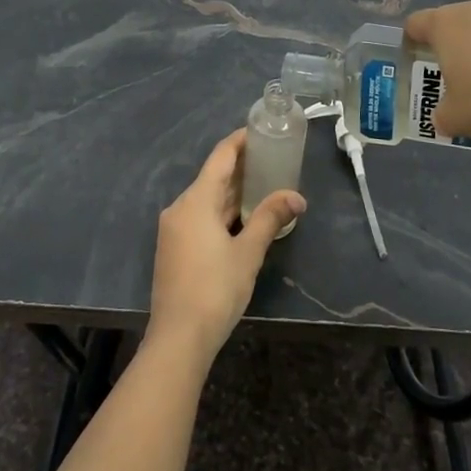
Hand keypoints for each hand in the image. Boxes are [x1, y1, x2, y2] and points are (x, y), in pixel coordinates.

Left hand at [148, 130, 304, 365]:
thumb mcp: (248, 252)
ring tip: (262, 186)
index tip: (259, 132)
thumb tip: (297, 197)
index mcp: (195, 201)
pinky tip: (241, 218)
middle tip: (271, 160)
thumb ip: (270, 218)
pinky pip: (199, 218)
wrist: (178, 338)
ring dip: (232, 193)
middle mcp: (180, 208)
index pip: (220, 158)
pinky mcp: (173, 248)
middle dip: (240, 169)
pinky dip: (221, 212)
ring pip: (206, 200)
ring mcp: (173, 229)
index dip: (239, 142)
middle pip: (212, 178)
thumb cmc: (215, 289)